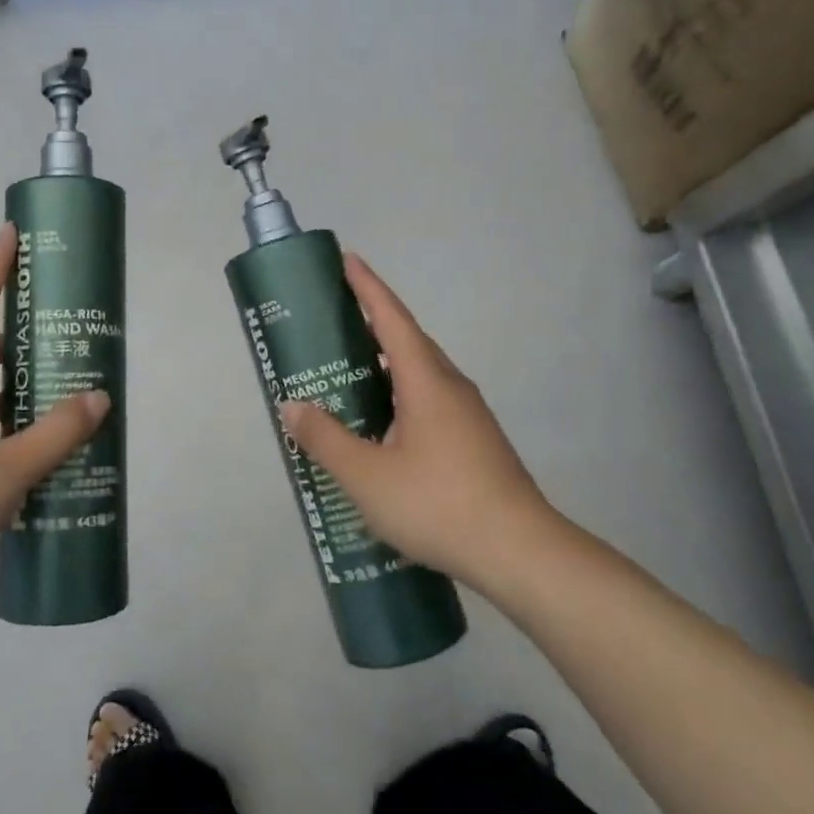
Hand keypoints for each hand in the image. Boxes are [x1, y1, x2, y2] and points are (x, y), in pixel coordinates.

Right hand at [278, 254, 557, 592]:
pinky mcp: (474, 442)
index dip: (367, 287)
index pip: (392, 318)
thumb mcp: (367, 476)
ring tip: (347, 374)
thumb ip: (325, 439)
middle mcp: (450, 387)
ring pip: (418, 375)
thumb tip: (292, 406)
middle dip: (370, 324)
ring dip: (384, 365)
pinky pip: (427, 401)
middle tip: (331, 323)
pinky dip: (397, 396)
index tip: (346, 260)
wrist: (520, 553)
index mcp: (426, 381)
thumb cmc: (439, 504)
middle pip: (407, 341)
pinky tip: (379, 427)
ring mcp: (467, 416)